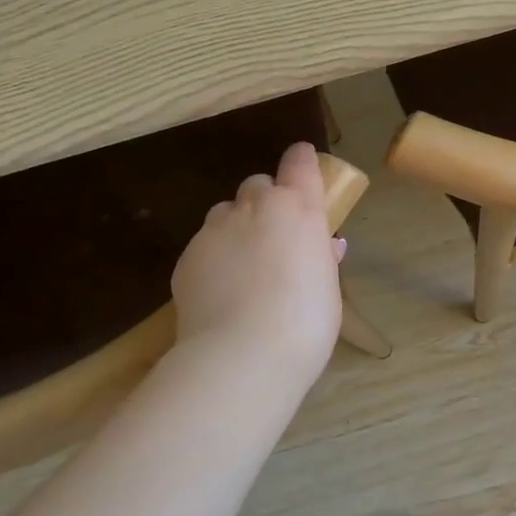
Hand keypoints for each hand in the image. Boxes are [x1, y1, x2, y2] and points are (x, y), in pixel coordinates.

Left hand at [171, 141, 346, 382]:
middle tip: (275, 236)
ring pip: (225, 213)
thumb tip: (325, 246)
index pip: (299, 163)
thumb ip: (323, 260)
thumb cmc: (305, 322)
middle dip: (266, 201)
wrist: (242, 354)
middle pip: (258, 185)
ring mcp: (215, 229)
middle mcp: (255, 207)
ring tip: (243, 266)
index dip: (301, 161)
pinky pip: (204, 245)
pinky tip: (220, 292)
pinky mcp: (187, 256)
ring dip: (236, 227)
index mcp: (298, 208)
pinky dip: (214, 258)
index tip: (302, 161)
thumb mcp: (328, 289)